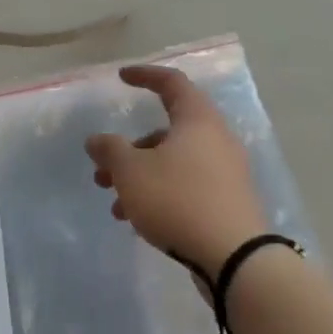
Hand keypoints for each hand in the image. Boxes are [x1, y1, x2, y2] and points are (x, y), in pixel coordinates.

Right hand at [85, 64, 268, 274]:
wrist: (235, 257)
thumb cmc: (178, 200)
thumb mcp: (132, 172)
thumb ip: (110, 150)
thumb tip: (97, 140)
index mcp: (197, 120)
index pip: (172, 83)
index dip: (145, 76)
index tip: (121, 77)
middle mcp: (216, 139)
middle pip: (167, 131)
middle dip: (130, 150)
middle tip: (103, 172)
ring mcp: (226, 172)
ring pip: (174, 163)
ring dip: (140, 178)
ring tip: (116, 207)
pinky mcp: (228, 201)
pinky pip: (187, 186)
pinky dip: (160, 194)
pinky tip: (140, 221)